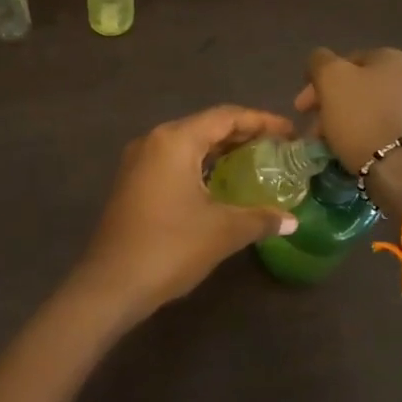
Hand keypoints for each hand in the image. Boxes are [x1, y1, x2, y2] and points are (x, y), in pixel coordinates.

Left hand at [69, 105, 298, 323]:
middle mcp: (154, 141)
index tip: (290, 133)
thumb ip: (260, 218)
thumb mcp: (223, 231)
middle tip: (277, 149)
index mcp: (175, 140)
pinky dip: (201, 166)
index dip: (262, 121)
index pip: (226, 116)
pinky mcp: (132, 183)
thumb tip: (291, 220)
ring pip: (188, 144)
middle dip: (243, 135)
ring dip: (221, 151)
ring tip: (255, 164)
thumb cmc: (170, 247)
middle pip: (206, 126)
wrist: (111, 284)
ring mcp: (138, 162)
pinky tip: (220, 185)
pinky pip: (173, 162)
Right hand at [294, 48, 401, 214]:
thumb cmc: (363, 119)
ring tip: (330, 146)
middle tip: (313, 130)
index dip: (318, 82)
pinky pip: (385, 131)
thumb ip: (320, 61)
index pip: (345, 61)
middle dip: (331, 106)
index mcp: (390, 58)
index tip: (302, 108)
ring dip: (346, 124)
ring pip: (371, 111)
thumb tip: (320, 59)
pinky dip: (366, 138)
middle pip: (358, 88)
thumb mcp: (331, 80)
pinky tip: (354, 153)